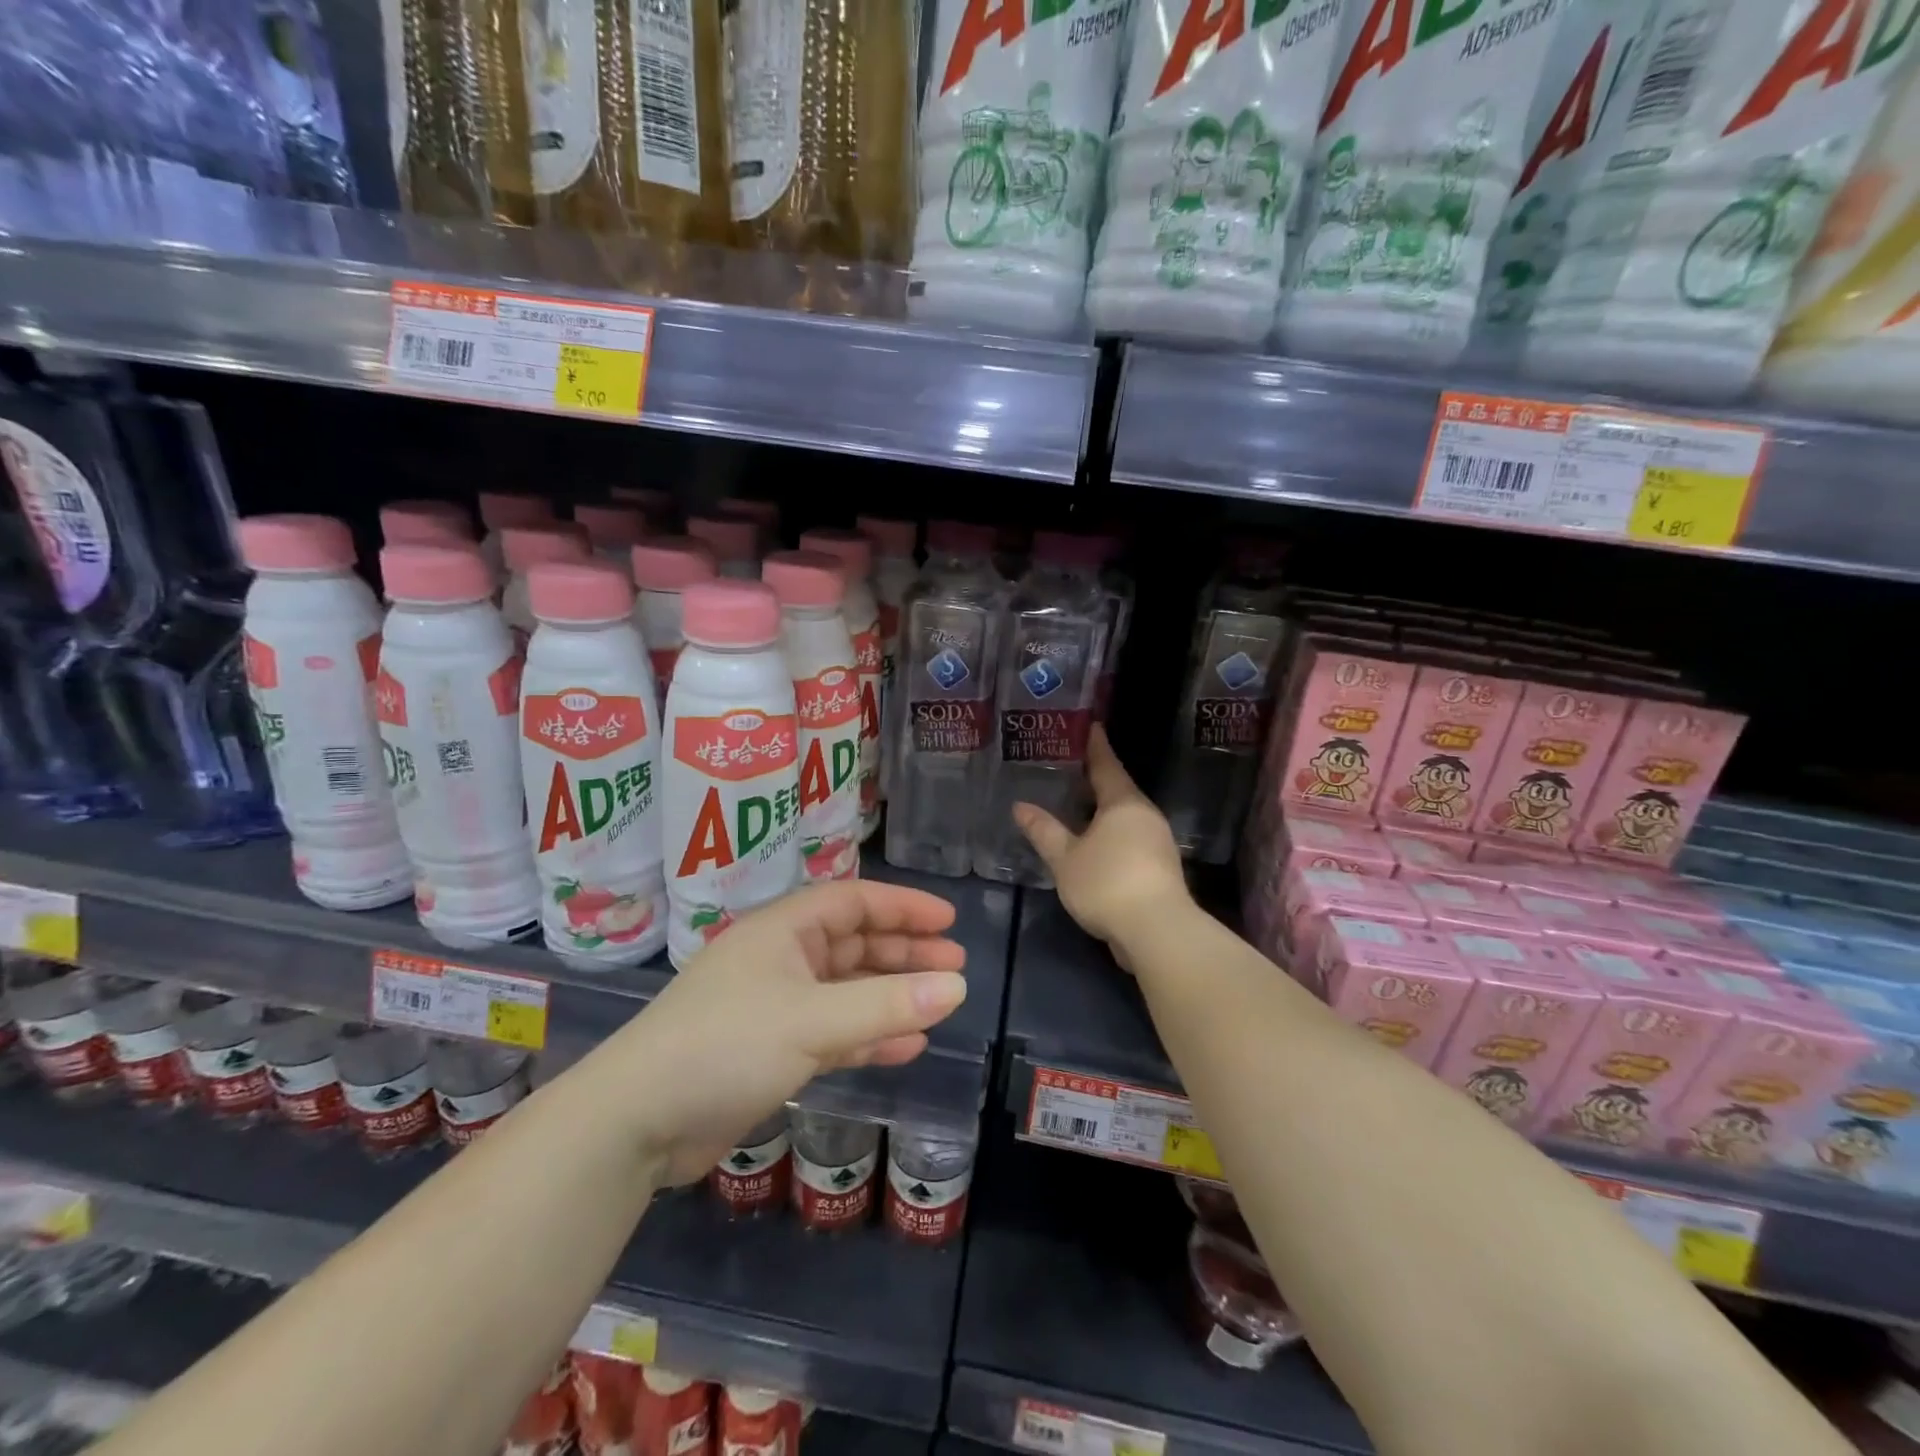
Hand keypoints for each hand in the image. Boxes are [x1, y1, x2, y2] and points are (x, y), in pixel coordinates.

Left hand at [618, 881, 967, 1183]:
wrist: (637, 1122)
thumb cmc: (726, 1045)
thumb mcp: (813, 1020)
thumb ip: (888, 1005)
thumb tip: (959, 986)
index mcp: (783, 930)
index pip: (854, 901)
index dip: (903, 907)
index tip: (947, 922)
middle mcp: (780, 960)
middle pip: (854, 944)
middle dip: (905, 953)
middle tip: (954, 966)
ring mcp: (774, 1006)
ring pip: (846, 990)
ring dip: (891, 995)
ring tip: (940, 1003)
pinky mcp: (770, 1050)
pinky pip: (833, 1031)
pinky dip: (868, 1035)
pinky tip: (906, 1047)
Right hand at [1013, 724, 1190, 956]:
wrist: (1157, 931)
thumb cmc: (1107, 884)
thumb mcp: (1065, 858)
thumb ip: (1044, 831)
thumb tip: (1020, 806)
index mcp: (1124, 803)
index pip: (1107, 765)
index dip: (1096, 746)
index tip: (1090, 727)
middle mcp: (1146, 816)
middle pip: (1119, 790)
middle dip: (1096, 780)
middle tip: (1071, 768)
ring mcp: (1158, 842)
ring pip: (1126, 817)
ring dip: (1103, 811)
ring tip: (1077, 807)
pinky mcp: (1160, 868)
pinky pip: (1131, 839)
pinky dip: (1111, 834)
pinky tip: (1094, 844)